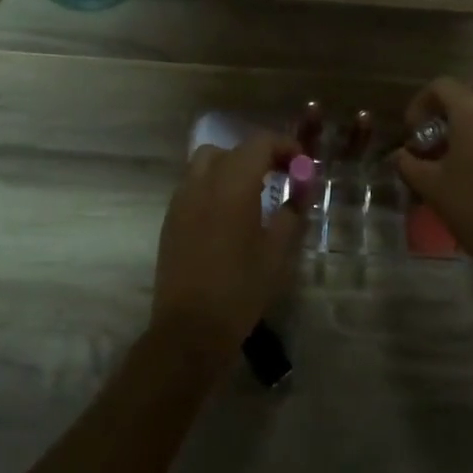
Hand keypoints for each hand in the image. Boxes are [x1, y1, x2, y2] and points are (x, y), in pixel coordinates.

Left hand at [151, 132, 304, 364]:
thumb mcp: (278, 251)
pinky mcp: (170, 219)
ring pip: (206, 162)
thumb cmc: (241, 288)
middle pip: (231, 149)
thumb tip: (301, 190)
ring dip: (232, 166)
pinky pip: (193, 185)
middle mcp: (203, 182)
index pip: (259, 143)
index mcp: (233, 184)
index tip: (301, 164)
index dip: (283, 146)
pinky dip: (213, 184)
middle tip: (280, 175)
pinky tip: (228, 212)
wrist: (190, 328)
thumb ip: (291, 212)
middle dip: (258, 155)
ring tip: (252, 191)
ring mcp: (182, 199)